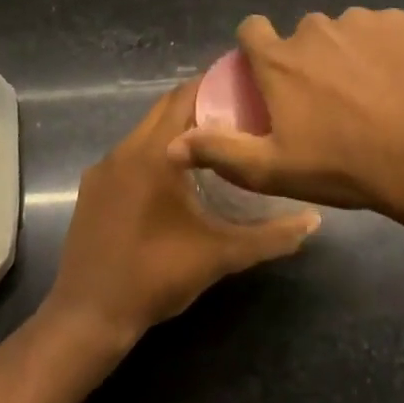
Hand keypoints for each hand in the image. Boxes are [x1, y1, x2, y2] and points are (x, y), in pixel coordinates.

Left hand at [44, 81, 320, 348]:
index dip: (214, 86)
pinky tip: (174, 177)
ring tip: (212, 142)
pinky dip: (153, 151)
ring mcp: (103, 168)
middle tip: (237, 112)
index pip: (185, 97)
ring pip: (144, 131)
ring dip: (175, 129)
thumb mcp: (221, 255)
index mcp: (155, 155)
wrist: (89, 316)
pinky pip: (128, 154)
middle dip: (198, 104)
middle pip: (164, 108)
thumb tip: (314, 220)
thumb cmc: (157, 276)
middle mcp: (125, 150)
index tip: (245, 87)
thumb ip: (270, 236)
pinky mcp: (92, 188)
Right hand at [167, 9, 403, 217]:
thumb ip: (221, 151)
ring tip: (370, 93)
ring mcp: (361, 21)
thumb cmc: (345, 164)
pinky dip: (384, 49)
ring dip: (348, 53)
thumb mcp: (274, 170)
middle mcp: (315, 29)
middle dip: (308, 59)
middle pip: (302, 35)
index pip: (251, 29)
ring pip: (344, 31)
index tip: (269, 74)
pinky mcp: (401, 22)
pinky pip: (382, 30)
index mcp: (280, 59)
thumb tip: (172, 145)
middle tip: (328, 99)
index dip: (257, 48)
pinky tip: (399, 81)